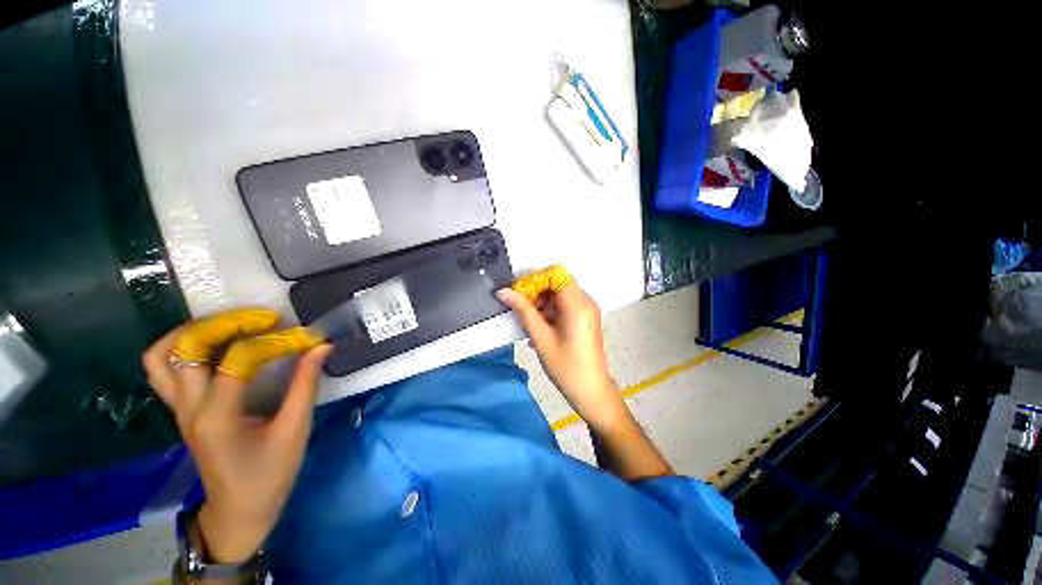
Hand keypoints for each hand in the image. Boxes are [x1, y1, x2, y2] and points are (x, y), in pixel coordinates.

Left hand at [142, 309, 331, 563]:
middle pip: (187, 347)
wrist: (238, 512)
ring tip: (231, 323)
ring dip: (194, 330)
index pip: (238, 359)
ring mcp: (179, 409)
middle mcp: (189, 407)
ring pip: (162, 356)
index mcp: (217, 416)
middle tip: (265, 318)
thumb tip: (321, 347)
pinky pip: (164, 370)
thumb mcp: (295, 431)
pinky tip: (214, 345)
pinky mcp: (182, 410)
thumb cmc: (269, 475)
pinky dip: (183, 348)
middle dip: (227, 323)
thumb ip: (306, 385)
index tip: (306, 339)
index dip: (275, 342)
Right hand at [497, 271, 624, 427]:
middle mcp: (586, 302)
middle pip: (558, 282)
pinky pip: (566, 304)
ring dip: (543, 303)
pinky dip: (551, 311)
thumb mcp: (541, 338)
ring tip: (532, 324)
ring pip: (560, 293)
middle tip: (523, 311)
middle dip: (537, 293)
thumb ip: (523, 311)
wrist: (591, 391)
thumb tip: (504, 292)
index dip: (536, 280)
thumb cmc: (566, 367)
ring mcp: (588, 309)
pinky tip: (542, 328)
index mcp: (578, 305)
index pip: (556, 274)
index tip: (520, 295)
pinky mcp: (586, 318)